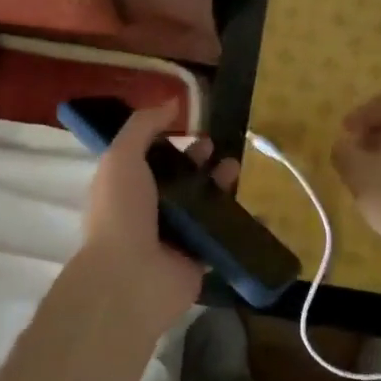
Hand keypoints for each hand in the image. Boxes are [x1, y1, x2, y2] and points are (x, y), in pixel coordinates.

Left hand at [81, 104, 232, 335]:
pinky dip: (238, 222)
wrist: (129, 279)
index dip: (170, 141)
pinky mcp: (198, 259)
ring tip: (234, 168)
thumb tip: (171, 102)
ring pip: (202, 204)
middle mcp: (148, 211)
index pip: (150, 159)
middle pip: (180, 179)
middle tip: (216, 147)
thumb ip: (143, 126)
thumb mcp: (122, 157)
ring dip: (219, 184)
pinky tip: (258, 205)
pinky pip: (222, 236)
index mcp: (126, 187)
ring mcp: (174, 237)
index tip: (191, 127)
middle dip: (199, 160)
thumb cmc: (121, 212)